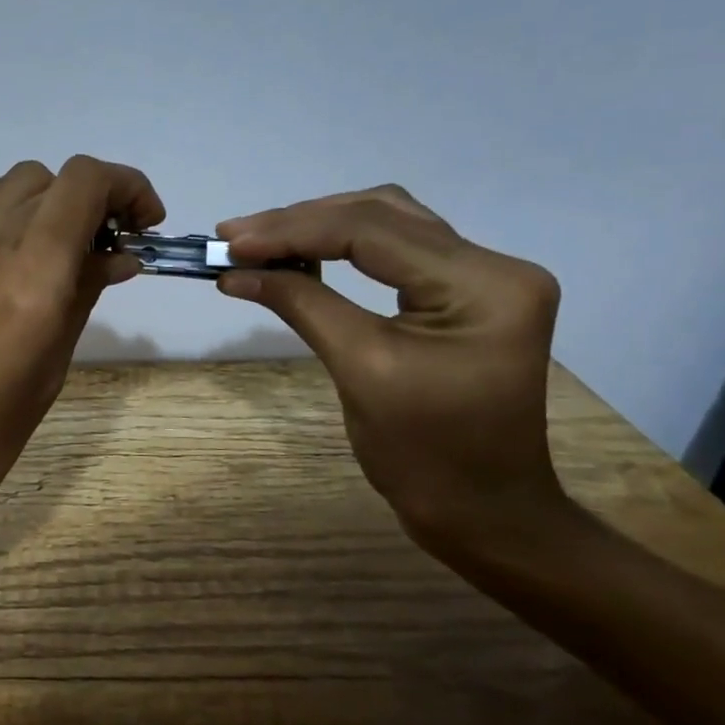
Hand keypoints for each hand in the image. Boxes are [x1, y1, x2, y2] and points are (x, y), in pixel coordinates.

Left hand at [0, 156, 164, 557]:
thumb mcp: (49, 371)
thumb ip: (82, 298)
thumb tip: (116, 256)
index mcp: (32, 274)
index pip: (84, 182)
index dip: (127, 187)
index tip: (145, 226)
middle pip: (49, 178)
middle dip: (91, 199)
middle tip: (107, 247)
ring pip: (8, 186)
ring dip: (47, 203)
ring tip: (60, 253)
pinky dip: (9, 218)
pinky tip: (14, 265)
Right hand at [215, 185, 566, 549]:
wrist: (481, 509)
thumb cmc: (425, 454)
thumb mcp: (359, 370)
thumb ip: (301, 305)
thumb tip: (234, 271)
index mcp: (484, 286)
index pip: (374, 232)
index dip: (294, 231)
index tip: (230, 241)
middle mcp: (494, 266)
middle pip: (382, 215)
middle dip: (301, 221)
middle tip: (234, 236)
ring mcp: (483, 277)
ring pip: (387, 223)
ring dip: (318, 226)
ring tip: (256, 239)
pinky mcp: (464, 292)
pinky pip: (395, 250)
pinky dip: (340, 245)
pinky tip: (299, 252)